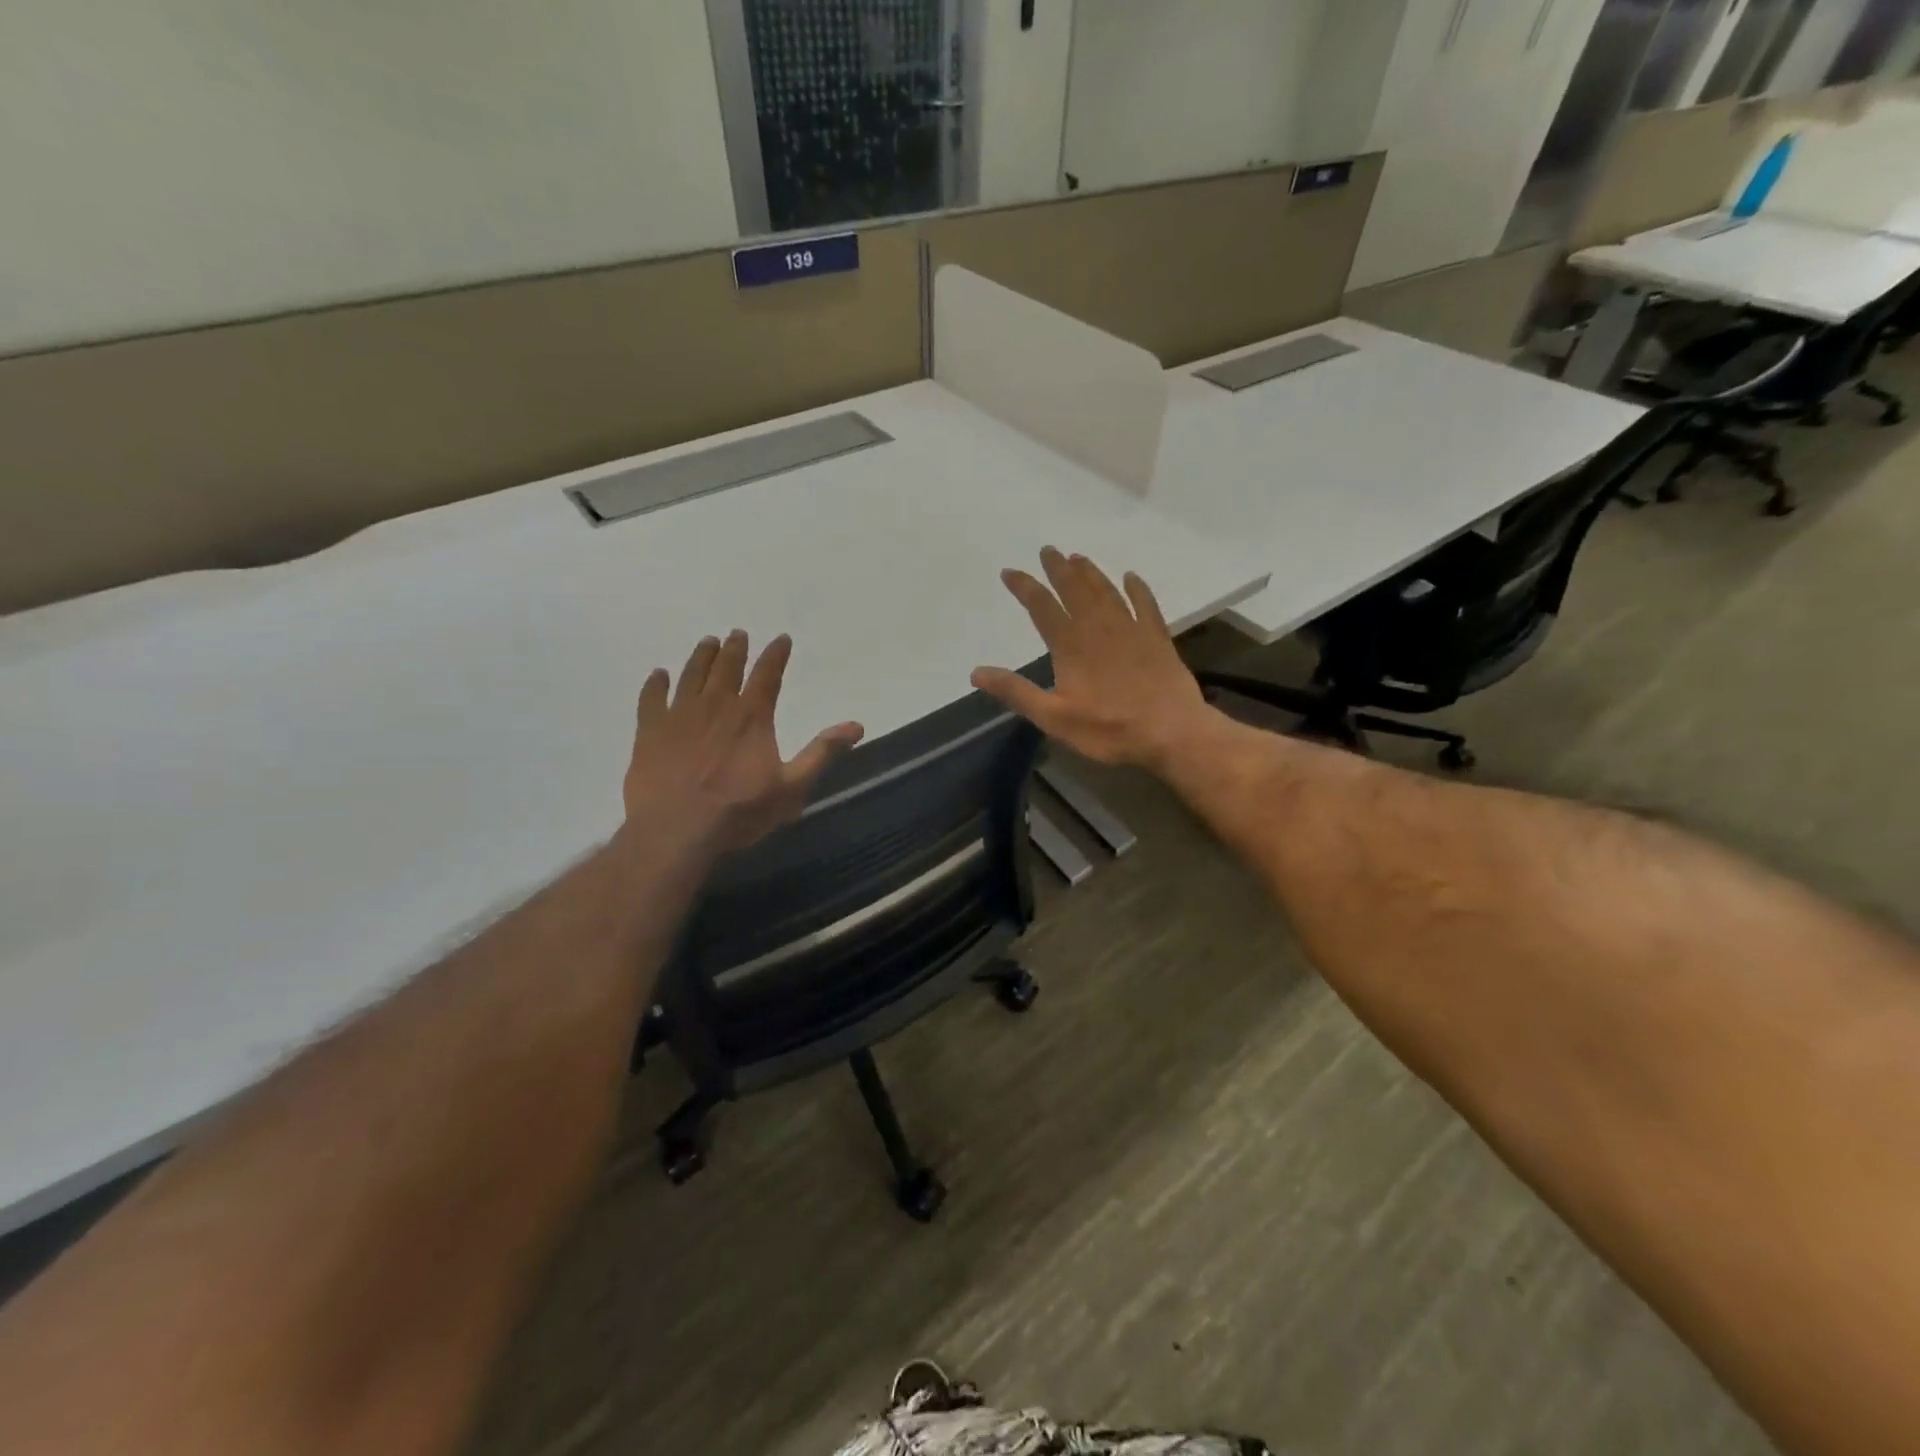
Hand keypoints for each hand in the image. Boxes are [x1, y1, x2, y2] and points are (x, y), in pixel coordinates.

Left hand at [623, 631, 863, 855]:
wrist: (676, 830)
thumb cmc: (740, 811)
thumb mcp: (793, 787)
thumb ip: (821, 753)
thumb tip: (856, 726)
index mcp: (752, 716)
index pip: (768, 674)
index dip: (776, 654)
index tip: (781, 638)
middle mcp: (716, 705)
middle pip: (727, 667)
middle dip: (735, 648)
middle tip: (738, 634)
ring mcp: (679, 715)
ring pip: (691, 675)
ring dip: (701, 656)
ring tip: (708, 642)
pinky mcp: (650, 731)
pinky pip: (651, 698)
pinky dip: (656, 684)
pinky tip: (658, 675)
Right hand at [971, 547, 1213, 771]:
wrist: (1171, 732)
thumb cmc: (1109, 730)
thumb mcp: (1054, 718)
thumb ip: (1016, 692)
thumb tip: (976, 672)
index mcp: (1071, 646)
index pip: (1042, 608)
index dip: (1025, 587)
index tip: (1010, 572)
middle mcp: (1099, 628)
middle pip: (1075, 590)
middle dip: (1059, 569)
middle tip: (1048, 550)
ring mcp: (1131, 630)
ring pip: (1107, 591)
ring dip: (1091, 573)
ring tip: (1078, 557)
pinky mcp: (1157, 638)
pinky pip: (1146, 604)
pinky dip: (1137, 588)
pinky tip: (1131, 577)